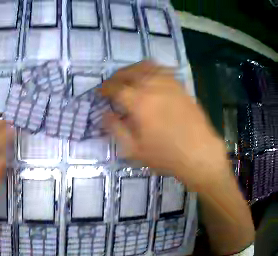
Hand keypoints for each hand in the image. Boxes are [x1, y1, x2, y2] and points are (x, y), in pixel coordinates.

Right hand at [100, 61, 226, 187]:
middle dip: (116, 77)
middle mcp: (152, 86)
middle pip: (128, 72)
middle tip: (112, 85)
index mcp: (139, 102)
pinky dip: (150, 69)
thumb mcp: (136, 150)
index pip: (115, 87)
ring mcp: (167, 82)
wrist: (198, 152)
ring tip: (128, 78)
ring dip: (132, 69)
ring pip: (144, 66)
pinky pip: (161, 69)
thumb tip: (104, 115)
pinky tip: (150, 77)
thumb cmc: (166, 155)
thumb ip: (117, 130)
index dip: (105, 88)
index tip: (100, 92)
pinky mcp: (178, 84)